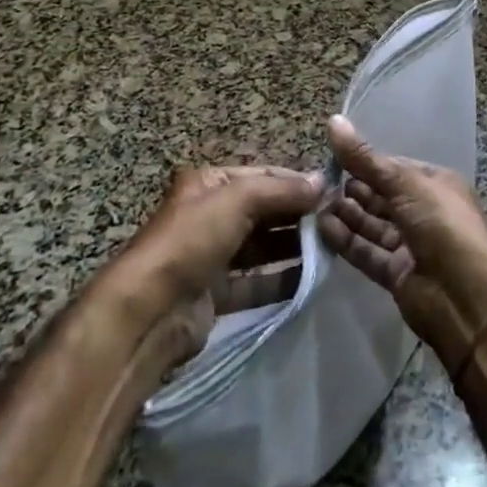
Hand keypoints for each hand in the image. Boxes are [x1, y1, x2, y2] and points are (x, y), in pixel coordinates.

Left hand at [109, 164, 322, 362]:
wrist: (148, 311)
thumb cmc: (191, 240)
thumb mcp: (237, 200)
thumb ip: (281, 190)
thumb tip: (322, 182)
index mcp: (209, 183)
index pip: (263, 175)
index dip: (297, 182)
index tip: (334, 191)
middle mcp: (210, 215)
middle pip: (264, 210)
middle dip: (298, 215)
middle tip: (338, 222)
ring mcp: (212, 256)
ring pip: (262, 246)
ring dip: (294, 247)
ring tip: (332, 249)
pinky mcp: (216, 293)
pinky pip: (257, 282)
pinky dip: (282, 280)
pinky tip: (311, 280)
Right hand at [318, 115, 486, 372]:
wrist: (465, 294)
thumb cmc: (441, 223)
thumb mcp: (404, 182)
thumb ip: (365, 158)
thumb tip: (334, 121)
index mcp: (435, 184)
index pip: (394, 168)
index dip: (365, 163)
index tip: (332, 158)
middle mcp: (424, 212)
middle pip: (381, 197)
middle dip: (352, 189)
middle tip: (319, 183)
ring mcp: (411, 244)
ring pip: (372, 224)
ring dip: (346, 214)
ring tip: (316, 205)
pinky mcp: (397, 273)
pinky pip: (367, 251)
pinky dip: (347, 241)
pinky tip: (322, 228)